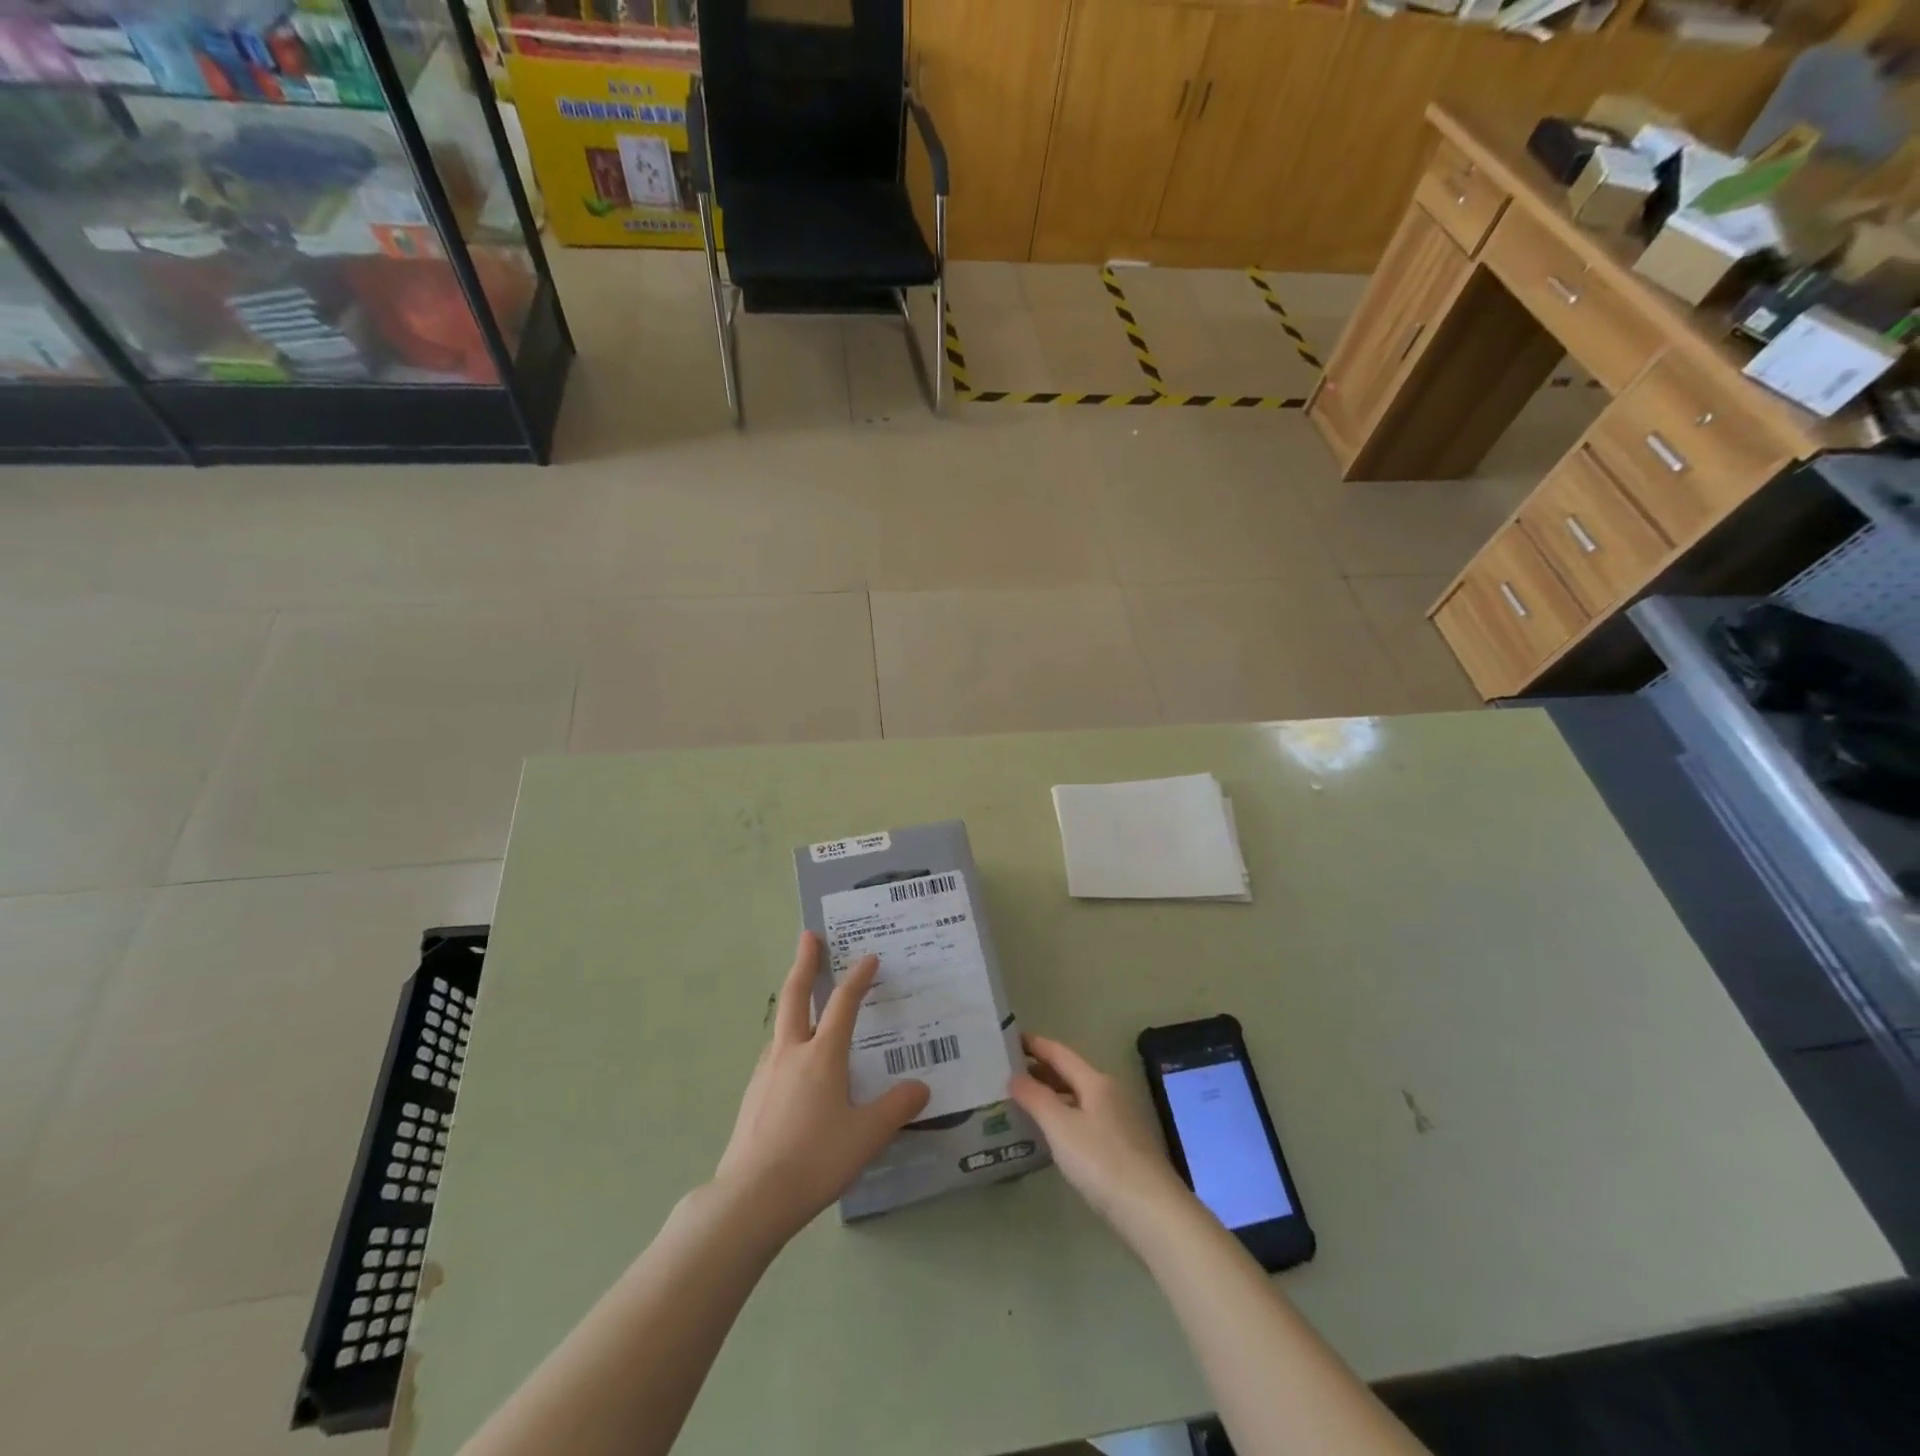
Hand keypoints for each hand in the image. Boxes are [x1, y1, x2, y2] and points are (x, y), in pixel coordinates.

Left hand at [712, 931, 929, 1239]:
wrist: (751, 1198)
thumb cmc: (815, 1160)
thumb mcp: (866, 1136)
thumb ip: (896, 1108)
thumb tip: (921, 1088)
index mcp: (822, 1056)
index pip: (844, 1003)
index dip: (858, 977)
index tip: (869, 957)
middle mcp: (791, 1053)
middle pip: (796, 996)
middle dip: (804, 962)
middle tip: (808, 936)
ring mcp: (766, 1073)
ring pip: (781, 1025)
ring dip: (794, 1002)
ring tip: (806, 1001)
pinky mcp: (753, 1095)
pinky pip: (774, 1053)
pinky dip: (786, 1038)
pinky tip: (792, 1061)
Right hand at [1011, 1034, 1192, 1240]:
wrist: (1152, 1211)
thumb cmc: (1102, 1162)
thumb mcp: (1061, 1128)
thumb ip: (1036, 1098)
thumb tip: (1014, 1076)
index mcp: (1096, 1082)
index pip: (1060, 1053)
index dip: (1035, 1044)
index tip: (1010, 1038)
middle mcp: (1111, 1093)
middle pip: (1071, 1073)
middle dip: (1041, 1070)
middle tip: (1010, 1072)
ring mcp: (1120, 1120)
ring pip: (1079, 1097)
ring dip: (1053, 1094)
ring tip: (1025, 1101)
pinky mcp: (1124, 1145)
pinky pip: (1086, 1118)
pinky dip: (1065, 1115)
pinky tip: (1054, 1133)